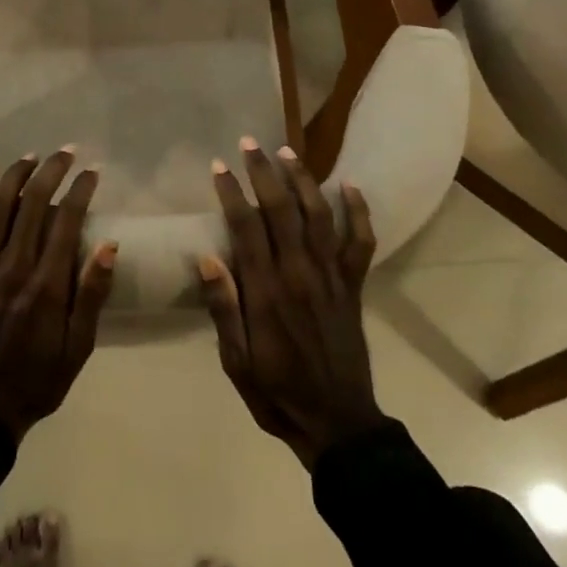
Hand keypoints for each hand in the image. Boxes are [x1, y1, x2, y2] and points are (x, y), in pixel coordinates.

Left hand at [0, 150, 117, 441]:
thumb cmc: (38, 378)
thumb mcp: (79, 347)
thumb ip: (92, 295)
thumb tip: (110, 246)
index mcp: (46, 287)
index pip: (66, 221)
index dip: (80, 190)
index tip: (92, 172)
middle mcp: (12, 268)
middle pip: (31, 204)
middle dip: (51, 172)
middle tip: (66, 153)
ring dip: (14, 174)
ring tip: (31, 157)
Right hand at [199, 138, 382, 469]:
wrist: (337, 422)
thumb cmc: (277, 392)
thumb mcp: (236, 361)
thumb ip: (224, 308)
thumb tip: (206, 258)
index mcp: (267, 292)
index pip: (246, 228)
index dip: (232, 193)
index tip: (219, 166)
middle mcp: (300, 274)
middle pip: (281, 210)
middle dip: (263, 173)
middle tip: (248, 143)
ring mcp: (331, 277)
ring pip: (318, 216)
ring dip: (302, 180)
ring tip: (287, 151)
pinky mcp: (353, 286)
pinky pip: (360, 242)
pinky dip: (359, 212)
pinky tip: (350, 186)